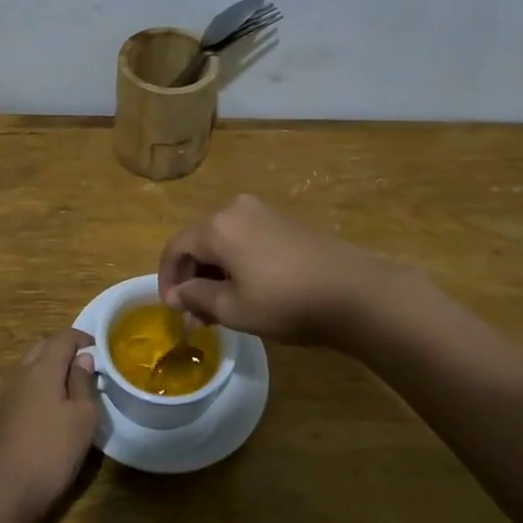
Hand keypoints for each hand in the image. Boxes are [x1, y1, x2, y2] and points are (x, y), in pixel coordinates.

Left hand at [0, 328, 99, 522]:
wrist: (3, 491)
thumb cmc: (51, 450)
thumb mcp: (83, 417)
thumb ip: (84, 383)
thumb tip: (83, 358)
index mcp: (43, 368)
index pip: (64, 338)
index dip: (83, 338)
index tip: (101, 350)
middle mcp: (22, 373)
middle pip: (44, 347)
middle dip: (65, 349)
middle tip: (88, 365)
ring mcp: (9, 394)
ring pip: (32, 366)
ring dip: (52, 367)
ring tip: (74, 385)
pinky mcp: (4, 414)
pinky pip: (26, 386)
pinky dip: (42, 385)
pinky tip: (54, 406)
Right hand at [157, 194, 404, 346]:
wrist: (355, 293)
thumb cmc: (286, 303)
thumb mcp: (233, 309)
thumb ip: (197, 297)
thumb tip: (178, 293)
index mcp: (217, 226)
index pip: (175, 247)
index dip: (167, 279)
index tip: (173, 309)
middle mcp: (236, 209)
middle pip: (199, 241)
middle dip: (192, 277)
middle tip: (196, 314)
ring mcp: (264, 212)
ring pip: (223, 240)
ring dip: (214, 272)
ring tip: (220, 308)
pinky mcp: (285, 222)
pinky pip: (245, 238)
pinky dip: (236, 262)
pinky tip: (246, 290)